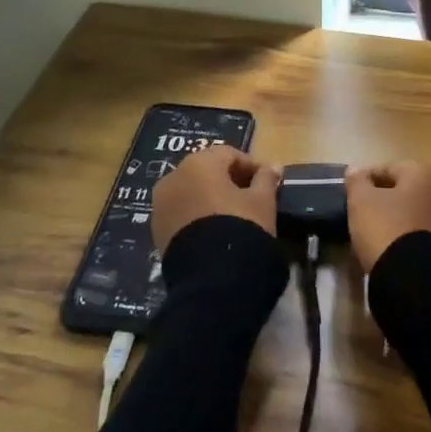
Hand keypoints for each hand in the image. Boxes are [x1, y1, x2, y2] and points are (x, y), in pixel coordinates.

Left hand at [151, 144, 278, 252]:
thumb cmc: (241, 225)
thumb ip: (267, 179)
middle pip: (206, 170)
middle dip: (229, 180)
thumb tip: (273, 166)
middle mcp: (174, 177)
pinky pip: (181, 212)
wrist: (211, 277)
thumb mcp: (262, 201)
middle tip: (251, 196)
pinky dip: (196, 215)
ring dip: (210, 197)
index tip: (268, 181)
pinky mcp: (157, 230)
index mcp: (199, 163)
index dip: (251, 166)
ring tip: (233, 215)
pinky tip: (214, 230)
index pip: (229, 154)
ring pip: (191, 191)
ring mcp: (161, 204)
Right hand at [345, 162, 430, 272]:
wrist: (417, 281)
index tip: (350, 194)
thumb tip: (355, 169)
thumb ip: (357, 181)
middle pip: (407, 191)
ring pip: (418, 214)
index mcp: (426, 173)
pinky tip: (394, 251)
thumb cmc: (387, 229)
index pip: (389, 169)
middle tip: (363, 214)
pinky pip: (426, 236)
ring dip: (400, 219)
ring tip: (376, 235)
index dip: (366, 180)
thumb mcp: (362, 201)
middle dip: (386, 199)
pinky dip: (411, 239)